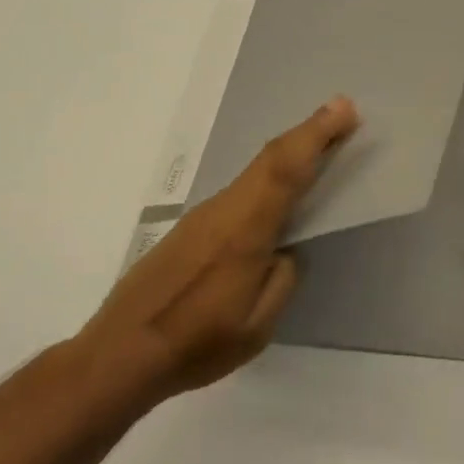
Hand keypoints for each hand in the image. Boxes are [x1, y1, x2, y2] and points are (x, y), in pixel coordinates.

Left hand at [76, 96, 358, 410]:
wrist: (118, 354)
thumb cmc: (195, 343)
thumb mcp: (256, 326)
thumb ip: (281, 280)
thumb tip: (284, 250)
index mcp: (245, 230)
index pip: (285, 169)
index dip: (315, 134)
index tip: (344, 109)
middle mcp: (223, 210)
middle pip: (270, 158)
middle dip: (309, 131)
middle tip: (342, 112)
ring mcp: (202, 216)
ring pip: (253, 172)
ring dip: (289, 153)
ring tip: (318, 148)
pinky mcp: (190, 228)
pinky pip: (239, 191)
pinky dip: (267, 177)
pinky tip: (274, 196)